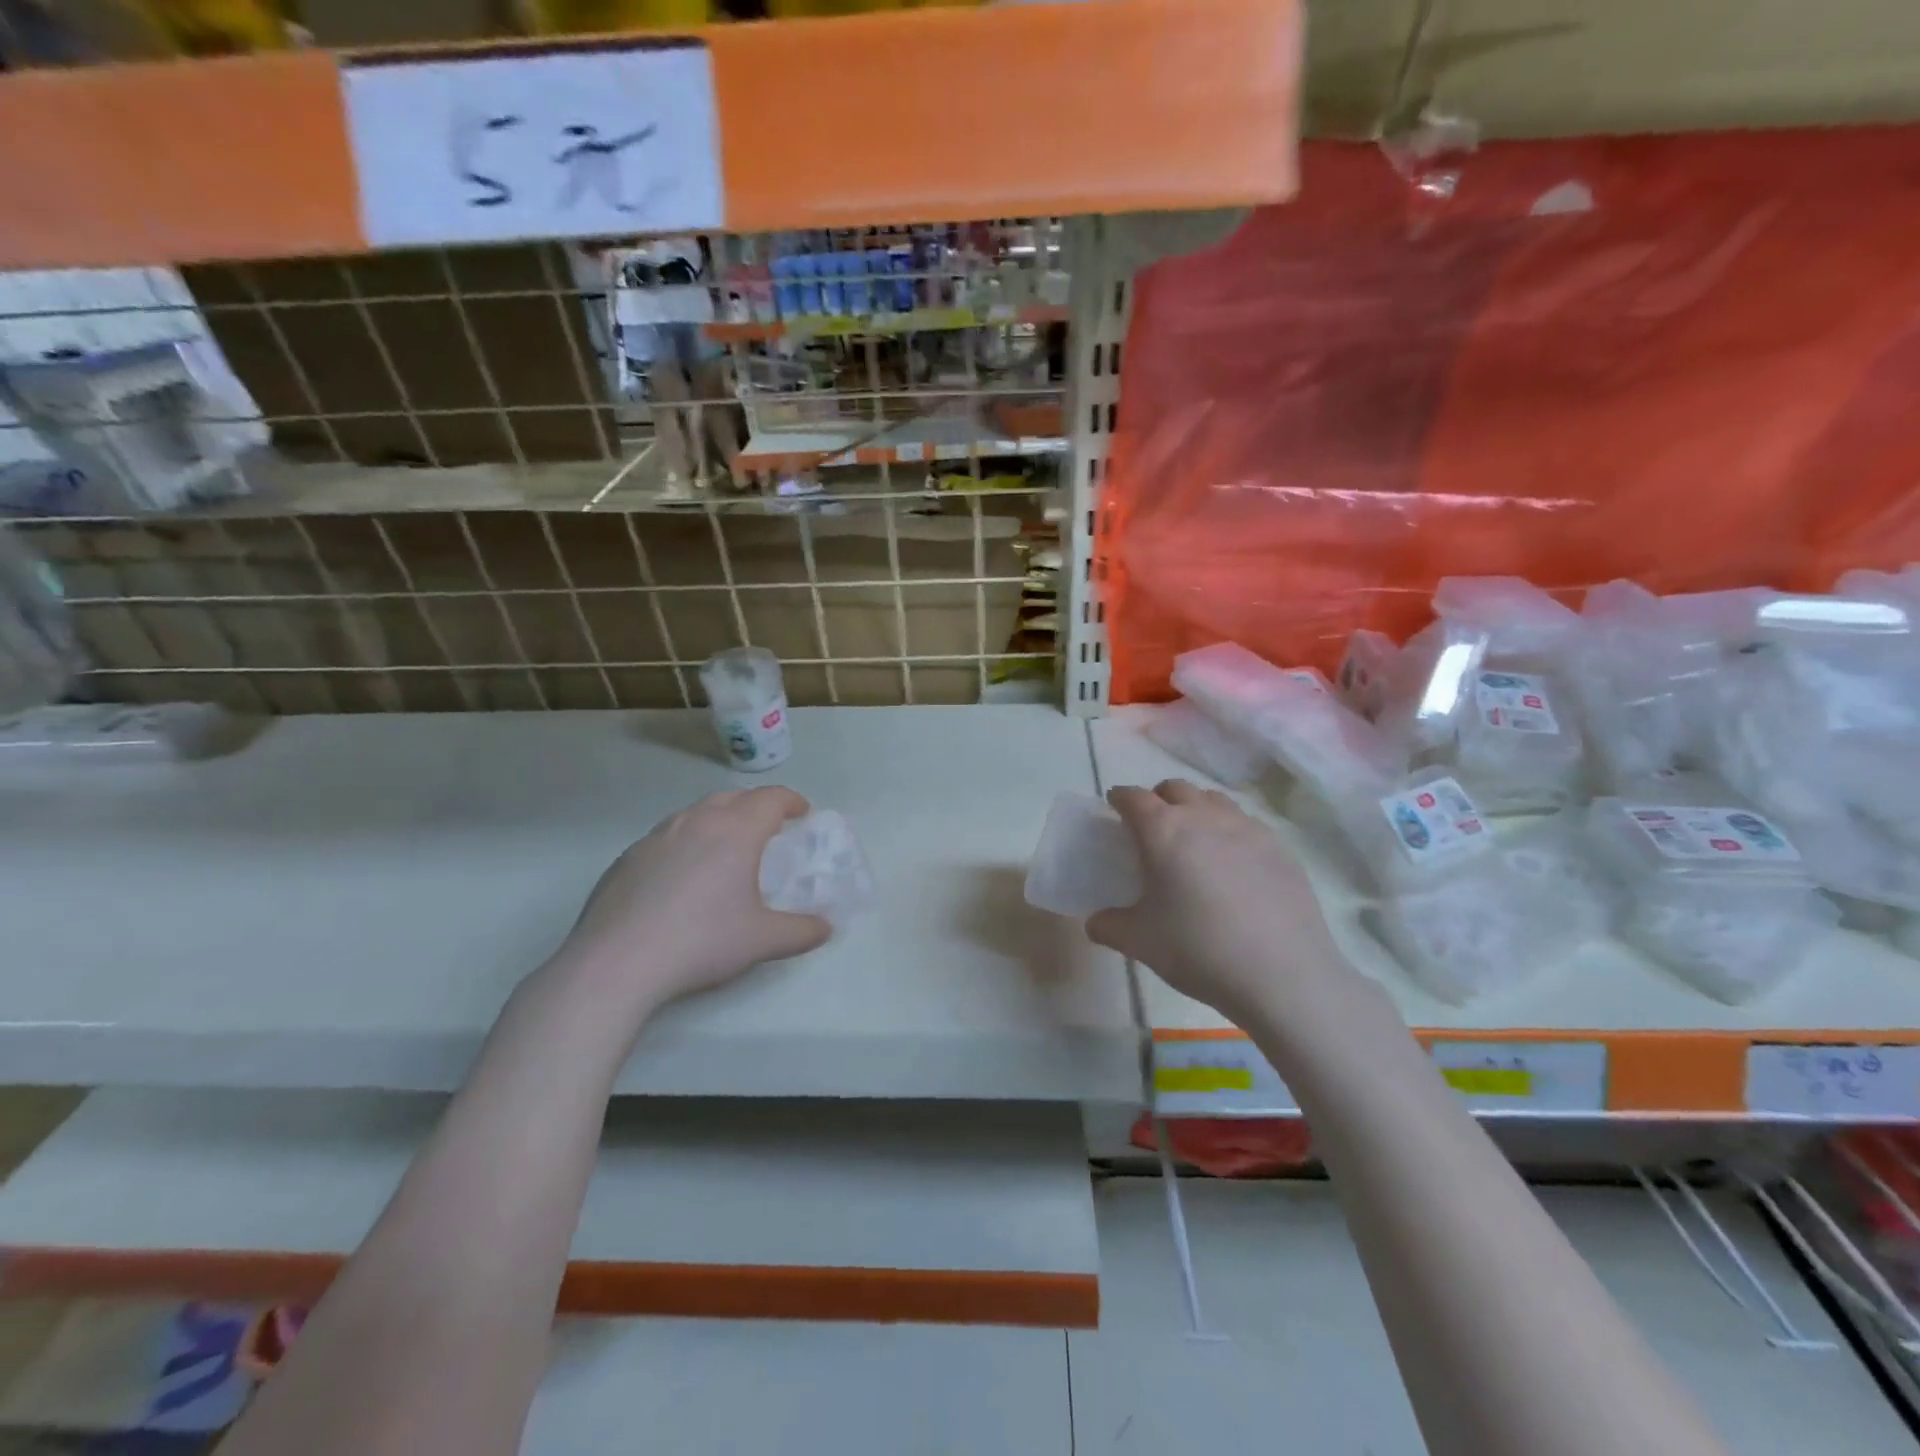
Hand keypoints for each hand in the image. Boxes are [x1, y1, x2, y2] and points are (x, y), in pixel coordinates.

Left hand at [556, 787, 830, 1015]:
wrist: (616, 963)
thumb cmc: (702, 942)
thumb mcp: (762, 941)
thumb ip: (801, 931)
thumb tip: (825, 928)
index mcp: (735, 831)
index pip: (771, 799)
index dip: (792, 801)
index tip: (802, 813)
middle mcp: (696, 822)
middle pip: (732, 798)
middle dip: (755, 806)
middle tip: (768, 829)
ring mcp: (656, 837)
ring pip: (695, 813)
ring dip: (718, 820)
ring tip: (725, 848)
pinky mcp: (626, 858)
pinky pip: (667, 837)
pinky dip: (686, 843)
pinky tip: (682, 878)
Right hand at [1088, 779, 1350, 1026]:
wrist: (1283, 974)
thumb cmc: (1199, 950)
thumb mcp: (1140, 943)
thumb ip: (1109, 926)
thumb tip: (1095, 923)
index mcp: (1163, 831)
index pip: (1133, 798)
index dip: (1119, 798)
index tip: (1114, 807)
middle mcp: (1203, 817)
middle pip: (1175, 789)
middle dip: (1158, 799)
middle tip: (1152, 826)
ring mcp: (1246, 827)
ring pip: (1213, 800)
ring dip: (1196, 808)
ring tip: (1194, 839)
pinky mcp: (1279, 846)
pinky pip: (1245, 823)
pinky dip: (1229, 830)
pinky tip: (1233, 864)